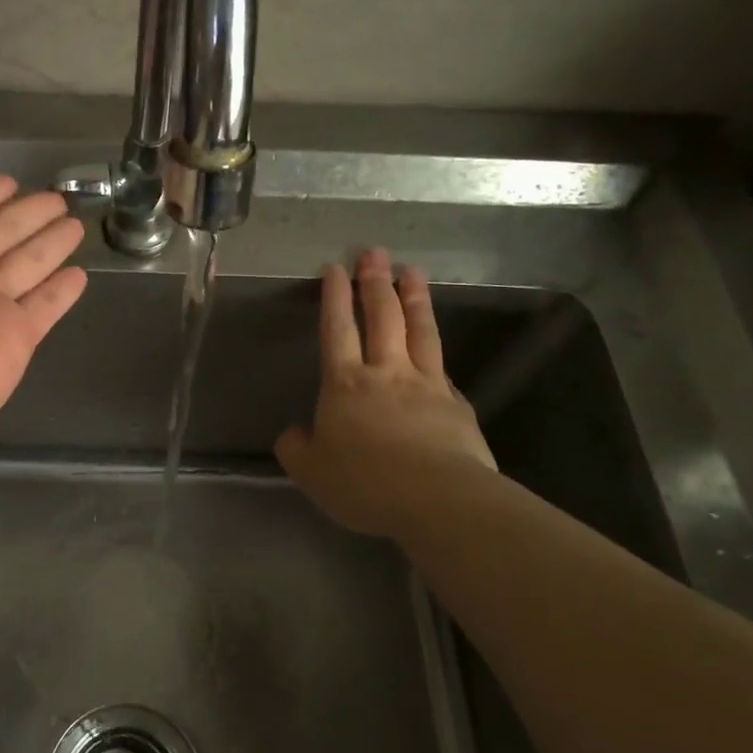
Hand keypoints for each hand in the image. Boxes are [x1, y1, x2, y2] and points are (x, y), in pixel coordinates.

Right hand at [275, 247, 495, 538]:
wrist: (438, 500)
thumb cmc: (364, 483)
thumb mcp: (311, 473)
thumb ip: (297, 448)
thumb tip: (295, 433)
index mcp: (345, 384)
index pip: (338, 329)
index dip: (335, 297)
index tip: (335, 268)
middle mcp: (387, 373)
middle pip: (382, 317)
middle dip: (375, 282)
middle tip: (375, 252)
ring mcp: (427, 385)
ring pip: (419, 332)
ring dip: (414, 299)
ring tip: (413, 271)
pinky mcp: (457, 406)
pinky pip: (442, 370)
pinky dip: (435, 351)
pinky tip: (435, 346)